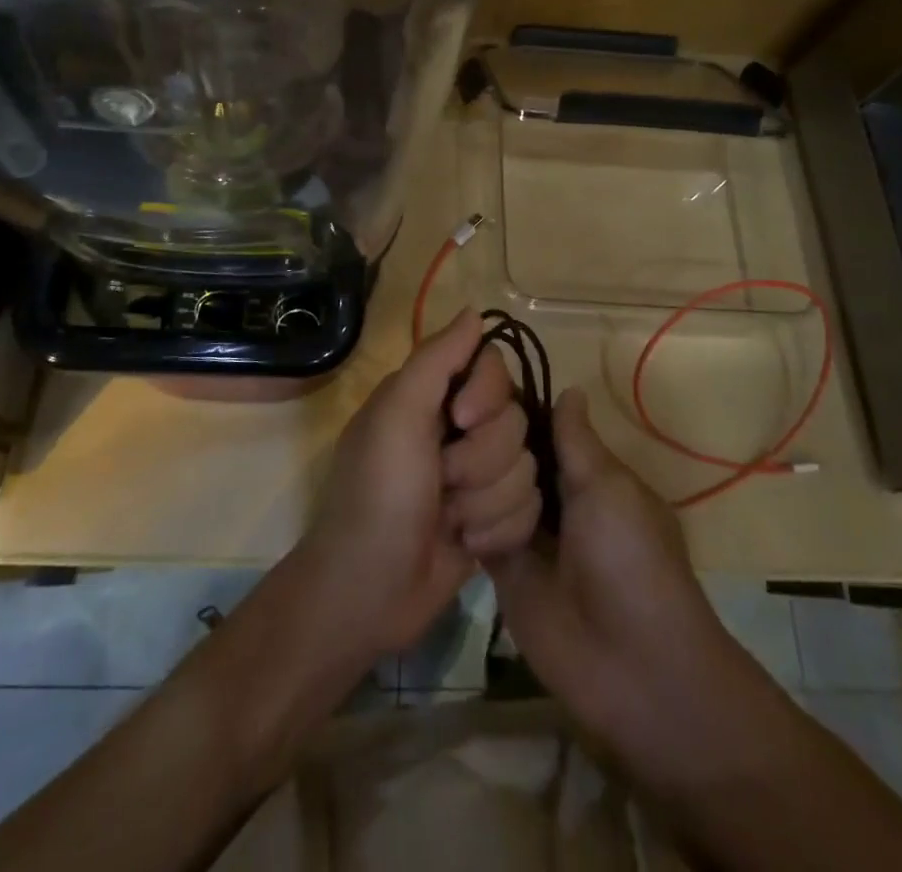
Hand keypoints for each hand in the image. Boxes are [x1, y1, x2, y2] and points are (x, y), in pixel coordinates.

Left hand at [299, 310, 541, 658]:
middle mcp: (459, 429)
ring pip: (526, 467)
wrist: (371, 589)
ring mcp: (479, 476)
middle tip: (442, 482)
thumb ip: (437, 358)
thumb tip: (474, 311)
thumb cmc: (378, 492)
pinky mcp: (495, 519)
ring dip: (486, 501)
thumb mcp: (397, 414)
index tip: (462, 420)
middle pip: (516, 420)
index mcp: (432, 395)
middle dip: (481, 461)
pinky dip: (497, 531)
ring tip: (450, 521)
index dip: (488, 394)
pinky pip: (530, 508)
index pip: (494, 367)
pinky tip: (466, 546)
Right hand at [487, 390, 775, 796]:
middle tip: (449, 422)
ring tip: (447, 462)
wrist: (631, 665)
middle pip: (508, 451)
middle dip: (485, 438)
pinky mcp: (500, 565)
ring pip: (487, 483)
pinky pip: (475, 525)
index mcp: (584, 471)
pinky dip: (463, 511)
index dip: (510, 406)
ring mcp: (523, 530)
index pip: (539, 424)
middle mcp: (551, 494)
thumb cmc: (630, 560)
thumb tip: (569, 387)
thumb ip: (577, 440)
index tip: (470, 381)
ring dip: (475, 476)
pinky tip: (437, 490)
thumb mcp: (610, 488)